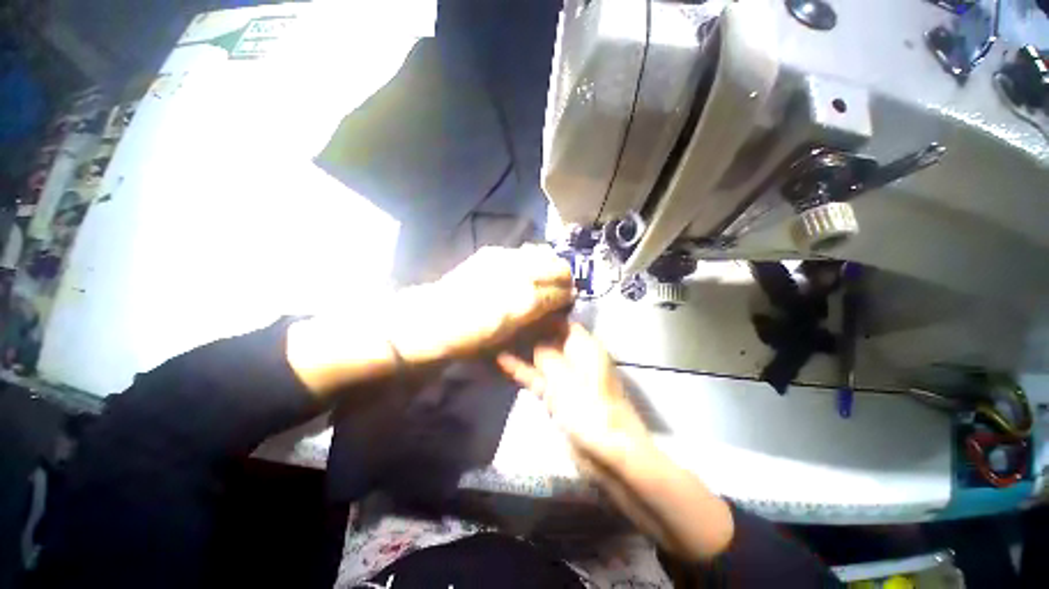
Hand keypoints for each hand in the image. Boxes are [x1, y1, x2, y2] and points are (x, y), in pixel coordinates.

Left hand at [391, 245, 572, 362]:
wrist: (434, 318)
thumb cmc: (472, 338)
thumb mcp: (510, 337)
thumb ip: (537, 320)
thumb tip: (555, 309)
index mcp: (527, 300)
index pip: (560, 293)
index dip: (568, 297)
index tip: (569, 299)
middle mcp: (521, 274)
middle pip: (558, 267)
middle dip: (566, 277)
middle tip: (562, 287)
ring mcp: (506, 259)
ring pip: (543, 253)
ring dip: (551, 264)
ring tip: (548, 275)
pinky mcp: (492, 252)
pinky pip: (523, 250)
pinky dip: (532, 258)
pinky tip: (527, 267)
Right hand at [496, 323, 651, 470]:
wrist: (607, 451)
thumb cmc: (588, 406)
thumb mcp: (563, 375)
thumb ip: (545, 354)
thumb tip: (534, 341)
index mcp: (586, 346)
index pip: (563, 322)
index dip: (544, 315)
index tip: (522, 308)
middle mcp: (576, 357)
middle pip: (550, 338)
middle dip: (529, 331)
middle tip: (504, 321)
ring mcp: (566, 377)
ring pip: (542, 358)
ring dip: (522, 351)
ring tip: (498, 337)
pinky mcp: (558, 395)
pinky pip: (539, 377)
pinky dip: (523, 370)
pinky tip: (501, 360)